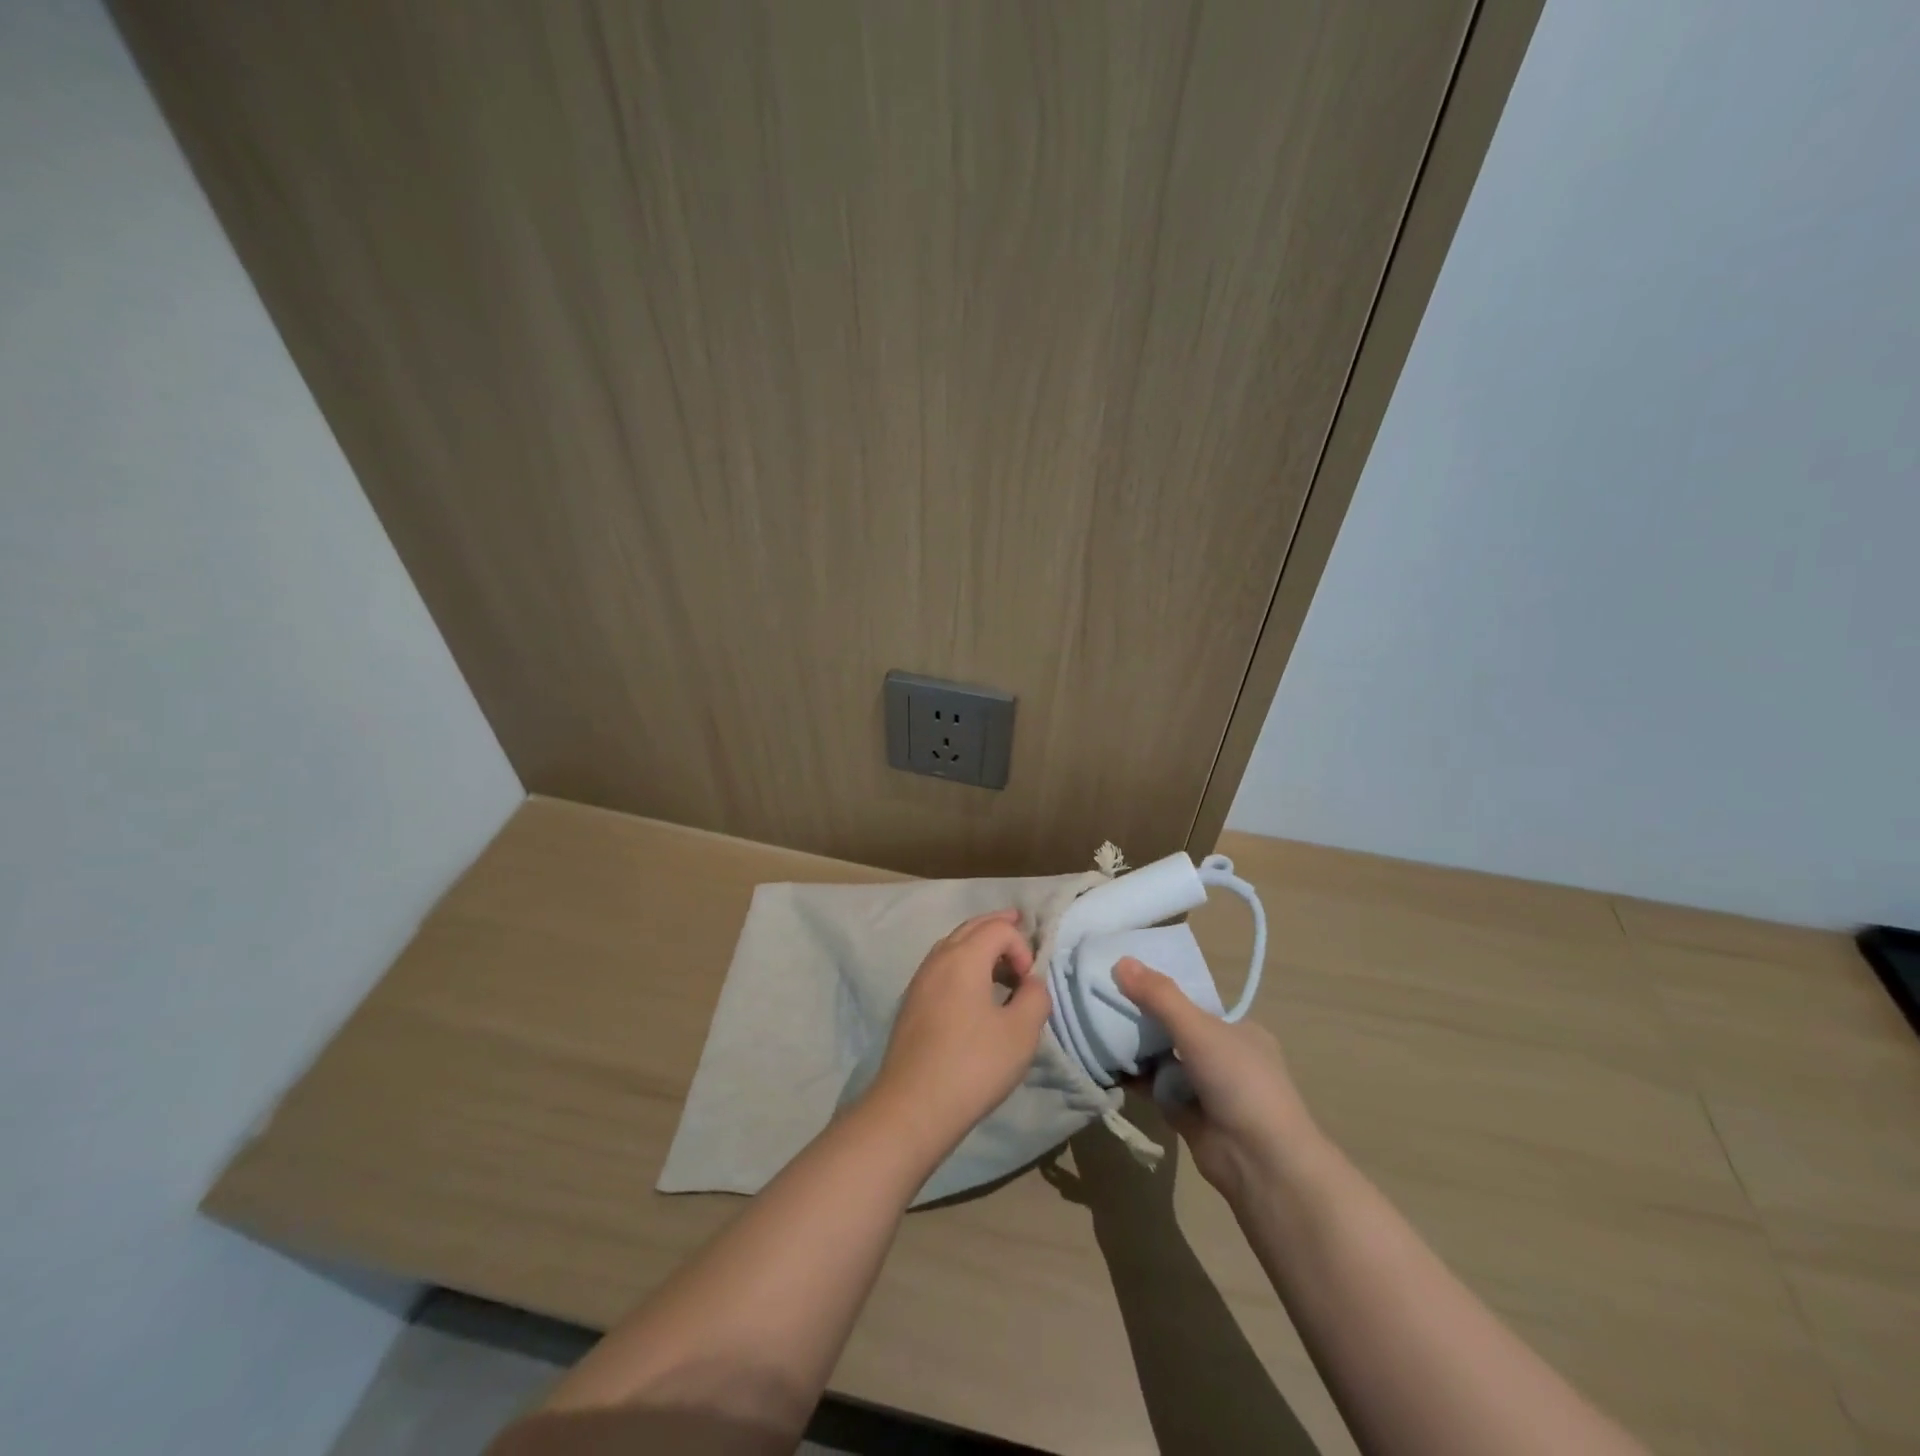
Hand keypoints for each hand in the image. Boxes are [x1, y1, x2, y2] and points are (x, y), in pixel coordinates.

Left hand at [867, 910, 1049, 1156]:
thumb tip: (1030, 984)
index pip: (998, 928)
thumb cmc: (972, 1065)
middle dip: (997, 926)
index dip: (1021, 946)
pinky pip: (941, 968)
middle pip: (970, 927)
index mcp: (963, 957)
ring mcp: (919, 981)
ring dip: (978, 945)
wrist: (912, 1106)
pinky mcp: (911, 1004)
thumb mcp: (1021, 1033)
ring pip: (952, 946)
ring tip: (999, 960)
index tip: (1029, 983)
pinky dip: (962, 964)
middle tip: (1017, 922)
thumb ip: (1035, 998)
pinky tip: (973, 989)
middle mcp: (937, 960)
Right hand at [1113, 957, 1319, 1203]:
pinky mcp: (1186, 1115)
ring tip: (1094, 1027)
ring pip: (1162, 1058)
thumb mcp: (1198, 1029)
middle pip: (1173, 1029)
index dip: (1160, 990)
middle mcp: (1223, 1056)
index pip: (1193, 1002)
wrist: (1260, 1162)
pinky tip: (1104, 1064)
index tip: (1124, 978)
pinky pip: (1154, 1087)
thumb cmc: (1239, 1082)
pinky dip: (1134, 1078)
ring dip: (1135, 1049)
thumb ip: (1159, 996)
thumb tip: (1120, 961)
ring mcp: (1205, 1087)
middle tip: (1101, 1001)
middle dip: (1142, 1019)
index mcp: (1238, 1030)